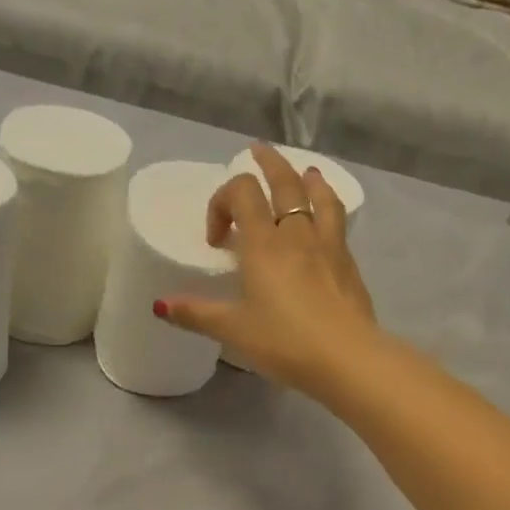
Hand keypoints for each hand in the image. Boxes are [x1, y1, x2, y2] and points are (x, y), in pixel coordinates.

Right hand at [159, 144, 380, 396]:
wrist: (346, 358)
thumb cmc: (283, 341)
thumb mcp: (233, 330)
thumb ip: (197, 314)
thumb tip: (160, 305)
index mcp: (264, 244)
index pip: (242, 194)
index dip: (222, 202)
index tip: (216, 238)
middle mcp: (297, 234)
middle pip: (285, 182)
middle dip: (269, 164)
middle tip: (258, 151)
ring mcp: (328, 246)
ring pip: (319, 197)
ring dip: (308, 179)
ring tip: (305, 173)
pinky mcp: (349, 264)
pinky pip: (337, 222)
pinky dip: (328, 208)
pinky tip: (327, 220)